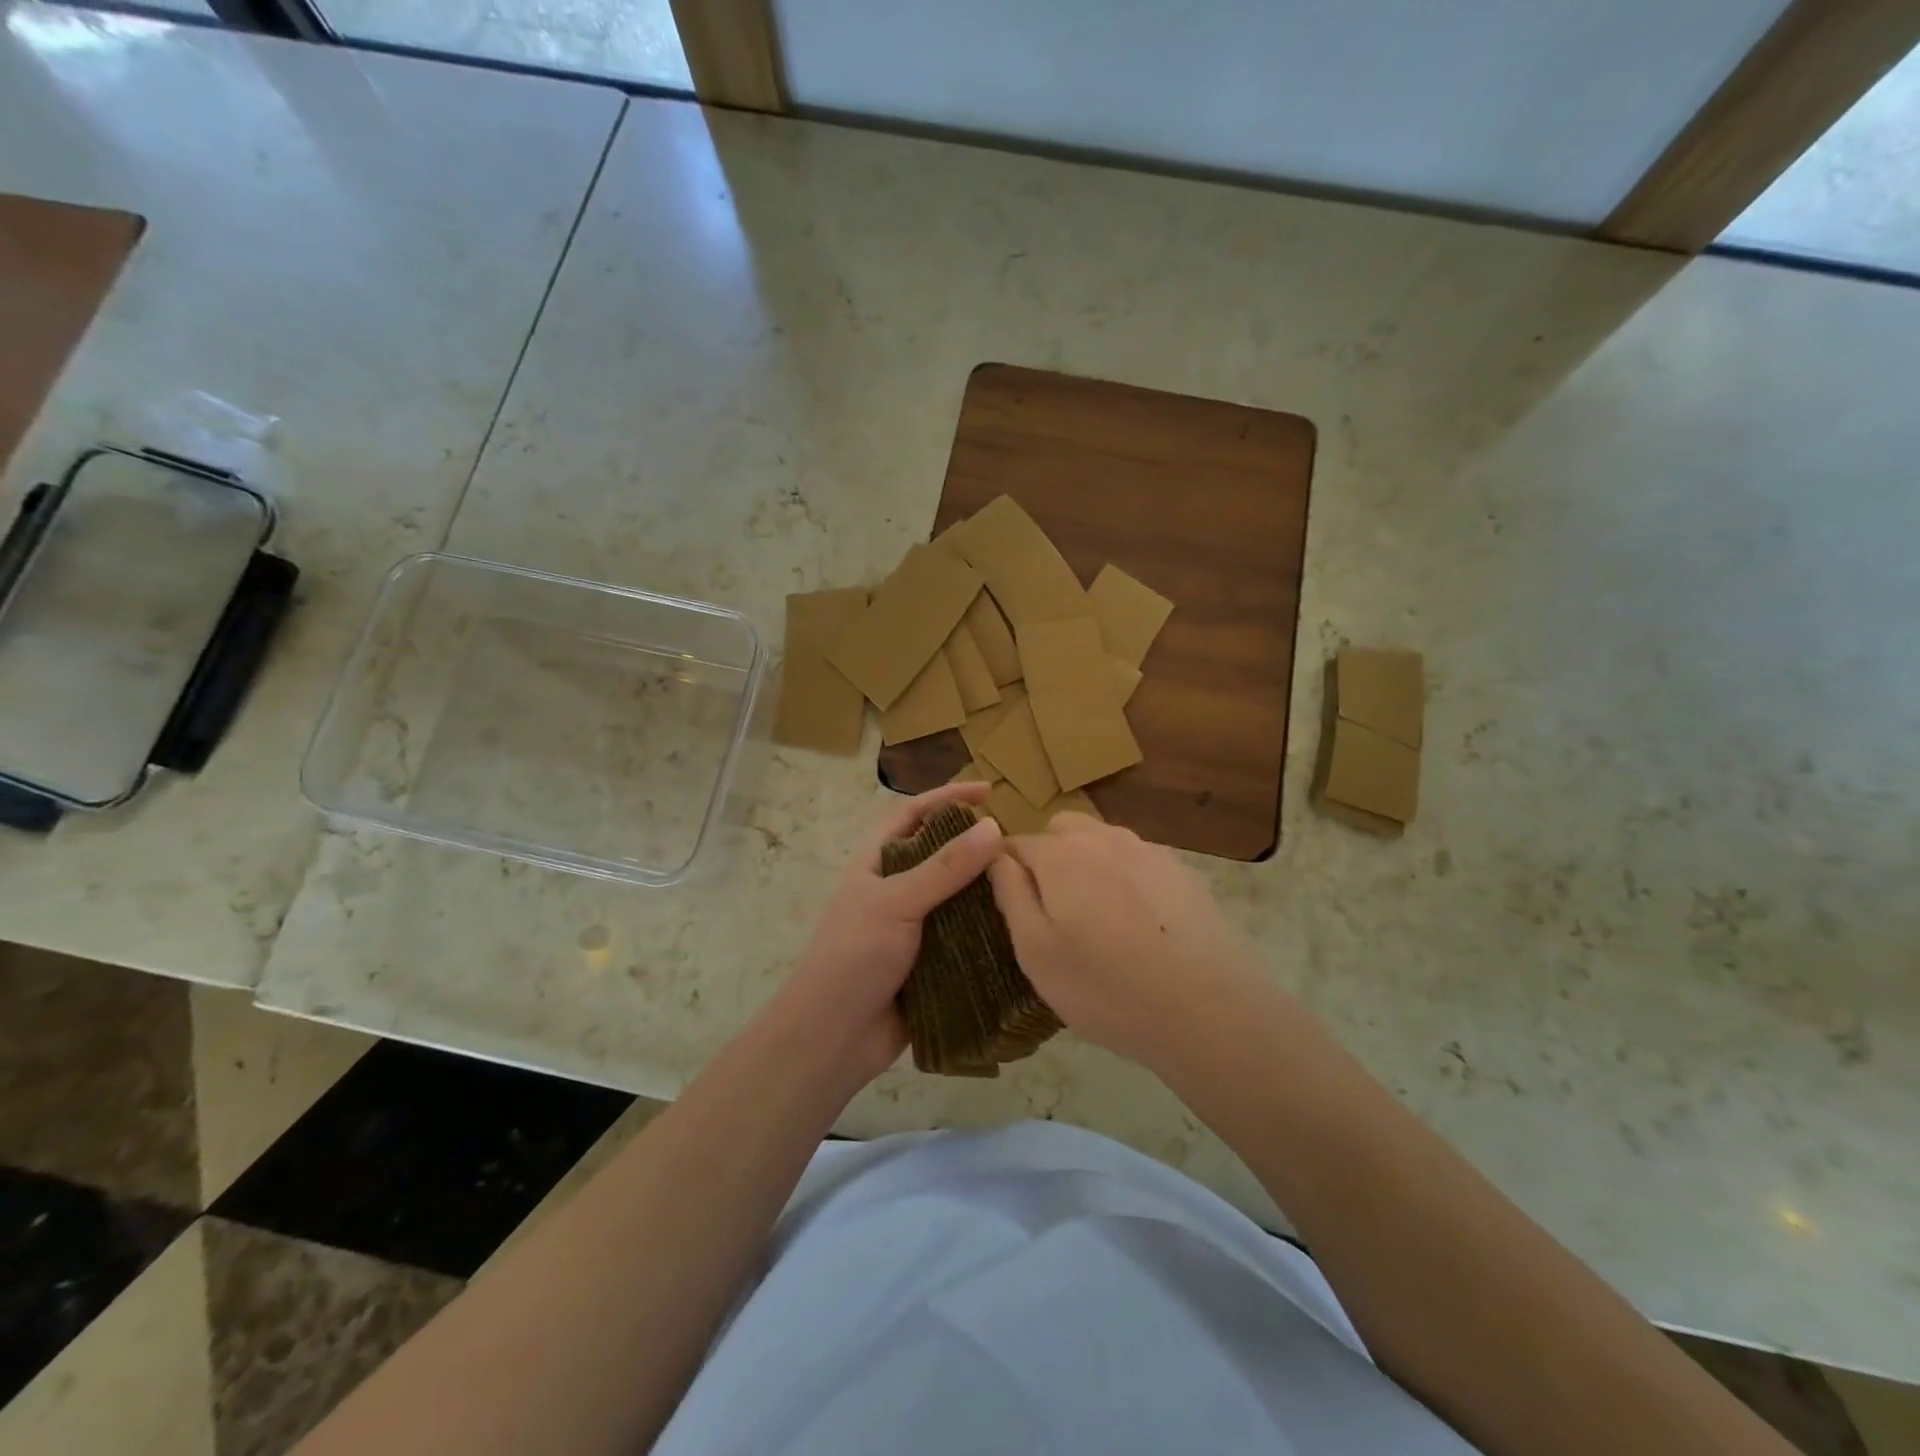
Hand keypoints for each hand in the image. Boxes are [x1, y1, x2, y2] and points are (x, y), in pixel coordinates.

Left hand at [765, 782, 1002, 1089]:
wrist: (833, 1036)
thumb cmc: (854, 955)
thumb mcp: (897, 901)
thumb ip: (945, 867)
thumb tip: (993, 826)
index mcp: (877, 863)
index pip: (913, 814)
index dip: (947, 797)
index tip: (988, 791)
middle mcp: (897, 889)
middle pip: (942, 854)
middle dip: (976, 846)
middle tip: (1019, 844)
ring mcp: (914, 927)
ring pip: (958, 898)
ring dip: (987, 891)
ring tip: (1028, 883)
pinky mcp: (932, 962)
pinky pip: (966, 939)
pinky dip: (989, 933)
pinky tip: (1021, 929)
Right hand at [988, 814, 1266, 1071]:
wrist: (1208, 1009)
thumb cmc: (1106, 987)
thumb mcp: (1036, 952)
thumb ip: (1011, 896)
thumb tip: (996, 858)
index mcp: (1060, 855)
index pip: (1015, 843)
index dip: (1005, 869)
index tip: (1010, 903)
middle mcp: (1103, 838)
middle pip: (1061, 830)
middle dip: (1049, 857)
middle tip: (1055, 911)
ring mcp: (1148, 851)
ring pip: (1102, 841)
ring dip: (1089, 865)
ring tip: (1099, 920)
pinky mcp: (1182, 871)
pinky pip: (1138, 861)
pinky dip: (1127, 879)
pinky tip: (1141, 925)